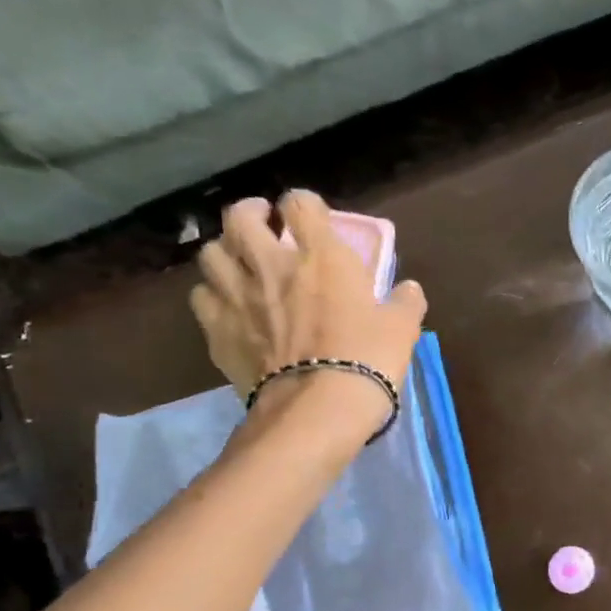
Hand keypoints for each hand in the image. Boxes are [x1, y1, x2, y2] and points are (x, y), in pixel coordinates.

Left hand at [189, 191, 426, 419]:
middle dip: (252, 213)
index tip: (310, 217)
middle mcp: (270, 264)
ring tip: (240, 263)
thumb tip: (409, 289)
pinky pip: (201, 297)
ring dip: (226, 251)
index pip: (301, 203)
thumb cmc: (367, 359)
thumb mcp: (402, 329)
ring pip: (211, 253)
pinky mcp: (216, 330)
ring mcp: (237, 296)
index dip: (304, 204)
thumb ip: (405, 303)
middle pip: (240, 217)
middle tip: (265, 225)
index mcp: (320, 256)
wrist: (318, 407)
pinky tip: (227, 305)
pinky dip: (212, 294)